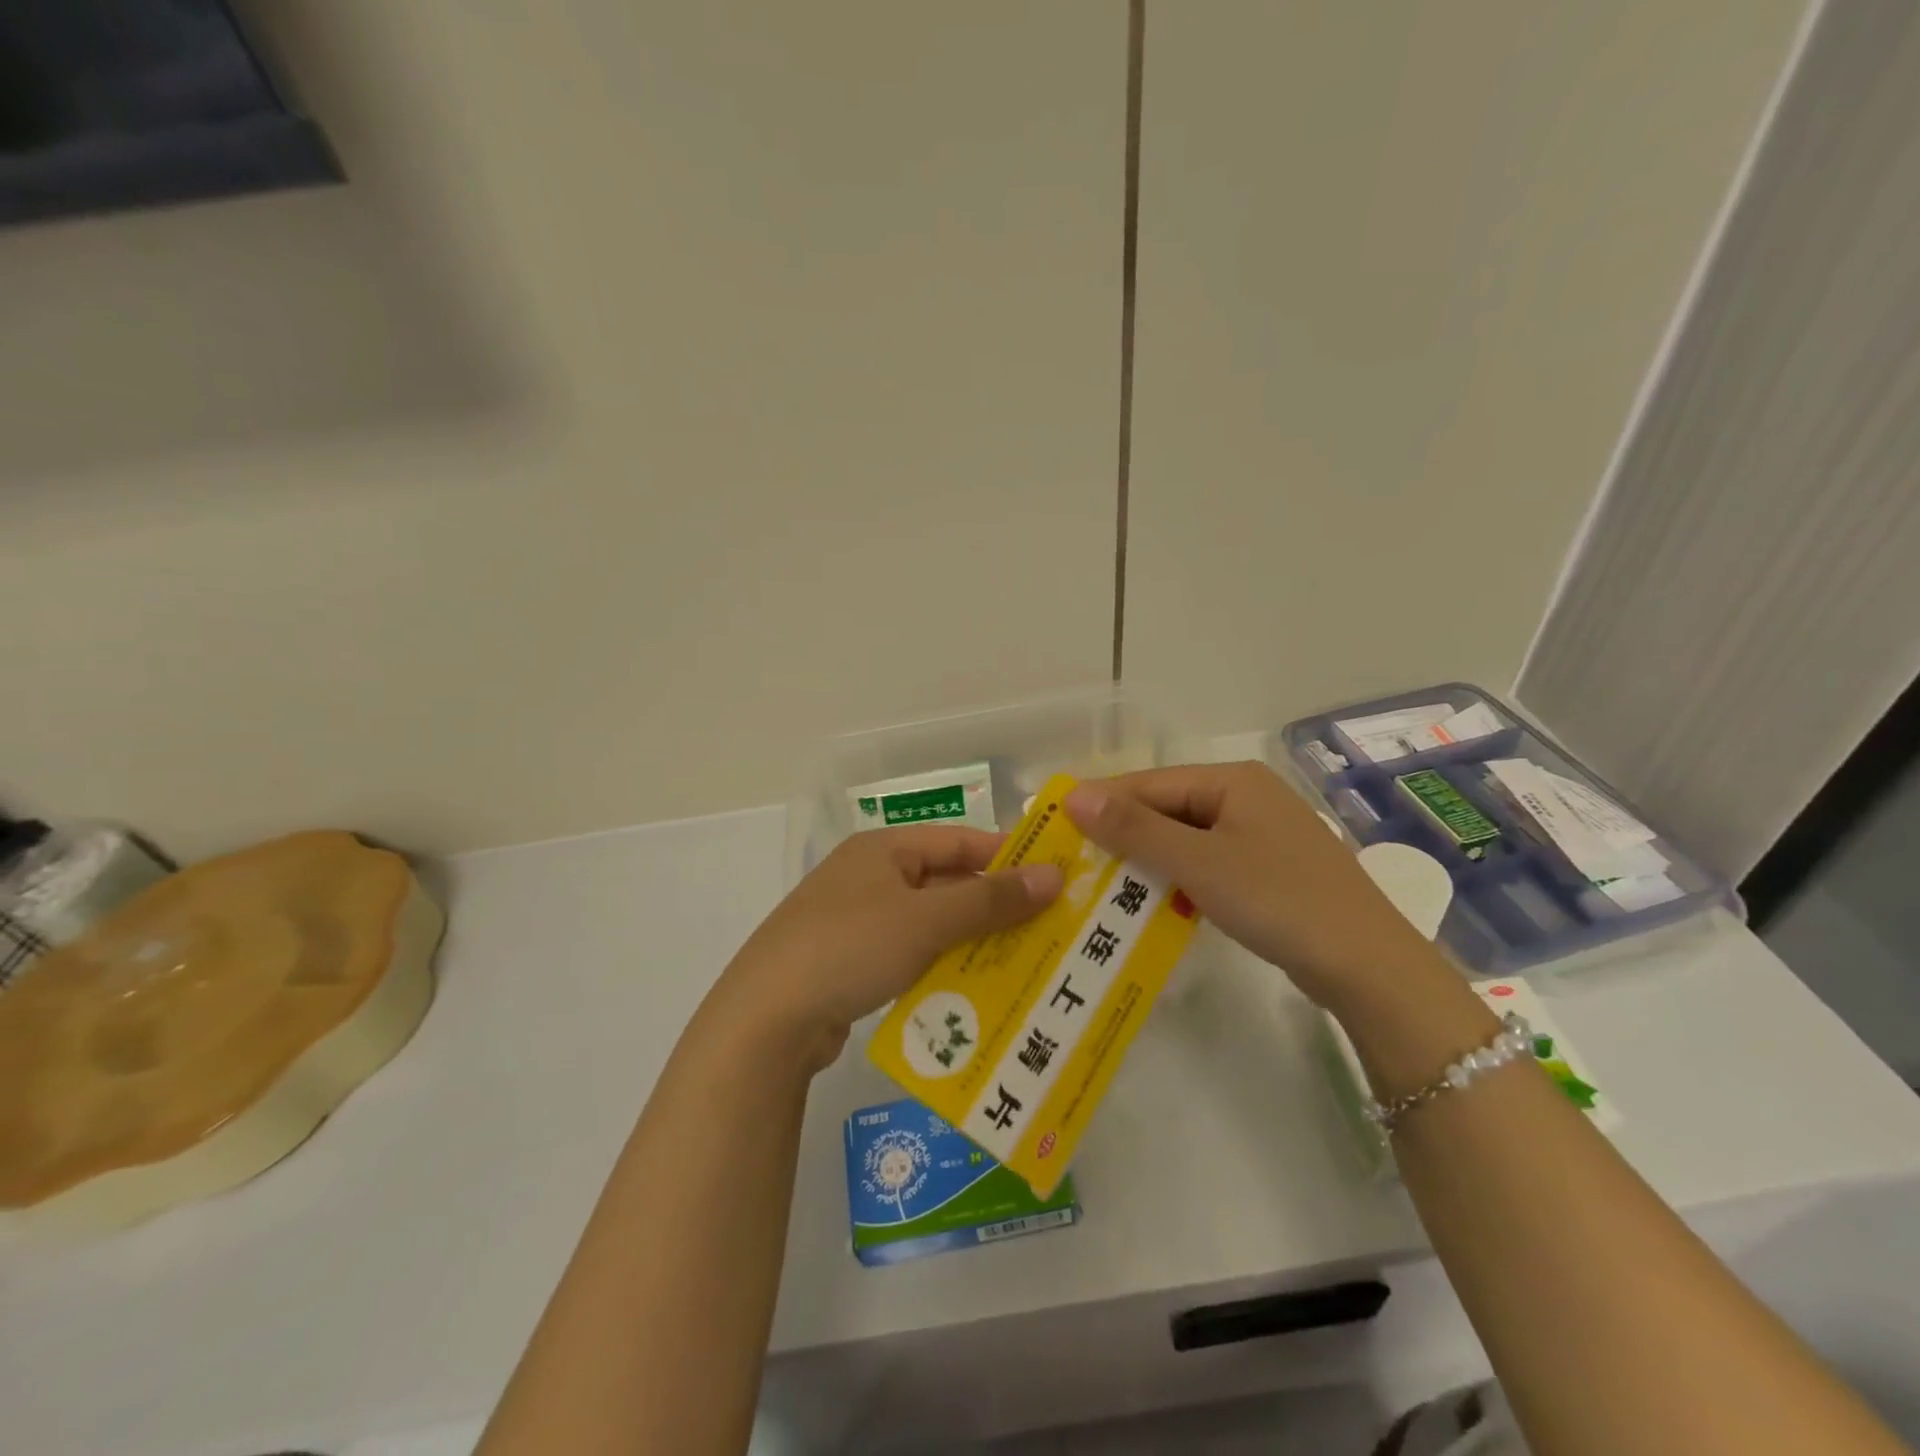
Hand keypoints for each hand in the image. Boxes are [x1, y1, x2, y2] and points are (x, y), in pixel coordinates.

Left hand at [709, 826, 1062, 1071]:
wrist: (764, 1021)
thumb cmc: (850, 948)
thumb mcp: (926, 920)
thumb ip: (990, 899)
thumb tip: (1053, 874)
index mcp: (882, 849)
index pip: (958, 840)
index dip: (1006, 856)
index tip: (1053, 877)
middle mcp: (868, 876)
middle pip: (944, 882)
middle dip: (992, 905)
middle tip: (1046, 928)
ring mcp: (855, 920)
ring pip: (929, 922)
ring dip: (969, 940)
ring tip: (1020, 962)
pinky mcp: (848, 962)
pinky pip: (908, 954)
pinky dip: (939, 966)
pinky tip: (969, 991)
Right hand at [1064, 762, 1437, 1008]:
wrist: (1367, 965)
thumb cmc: (1278, 899)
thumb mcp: (1198, 862)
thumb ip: (1135, 828)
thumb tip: (1073, 795)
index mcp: (1232, 779)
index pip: (1150, 783)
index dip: (1102, 803)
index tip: (1057, 826)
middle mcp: (1247, 796)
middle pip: (1168, 807)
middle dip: (1123, 834)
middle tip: (1075, 861)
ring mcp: (1261, 833)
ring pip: (1186, 837)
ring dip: (1148, 858)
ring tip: (1102, 883)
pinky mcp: (1268, 868)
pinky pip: (1207, 861)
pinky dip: (1178, 877)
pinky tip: (1153, 900)